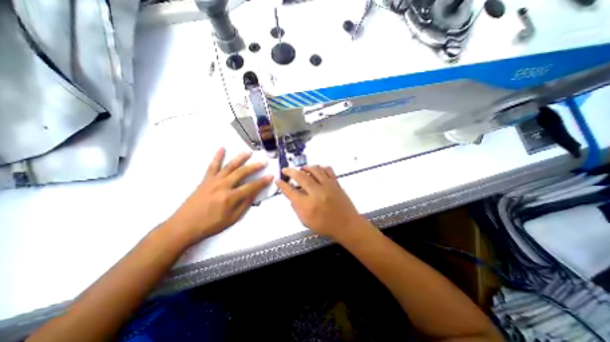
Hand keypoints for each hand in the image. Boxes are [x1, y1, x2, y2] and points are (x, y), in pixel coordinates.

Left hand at [166, 148, 271, 243]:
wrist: (184, 226)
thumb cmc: (210, 225)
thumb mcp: (232, 218)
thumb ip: (245, 204)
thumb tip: (255, 193)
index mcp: (230, 197)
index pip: (251, 187)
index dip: (262, 182)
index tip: (271, 176)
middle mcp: (223, 186)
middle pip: (242, 173)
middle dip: (255, 167)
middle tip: (264, 162)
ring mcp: (213, 181)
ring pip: (229, 166)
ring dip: (240, 158)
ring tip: (248, 152)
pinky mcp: (205, 180)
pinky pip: (212, 166)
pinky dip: (217, 156)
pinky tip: (222, 148)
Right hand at [275, 166, 368, 239]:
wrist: (347, 225)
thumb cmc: (326, 226)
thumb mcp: (306, 222)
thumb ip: (297, 208)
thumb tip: (292, 196)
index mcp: (308, 205)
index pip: (290, 191)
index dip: (282, 185)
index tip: (278, 180)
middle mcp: (317, 192)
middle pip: (301, 176)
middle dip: (291, 171)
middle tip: (286, 170)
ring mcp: (328, 186)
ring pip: (314, 169)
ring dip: (305, 167)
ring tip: (301, 169)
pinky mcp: (335, 183)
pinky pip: (328, 170)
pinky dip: (320, 168)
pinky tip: (317, 170)